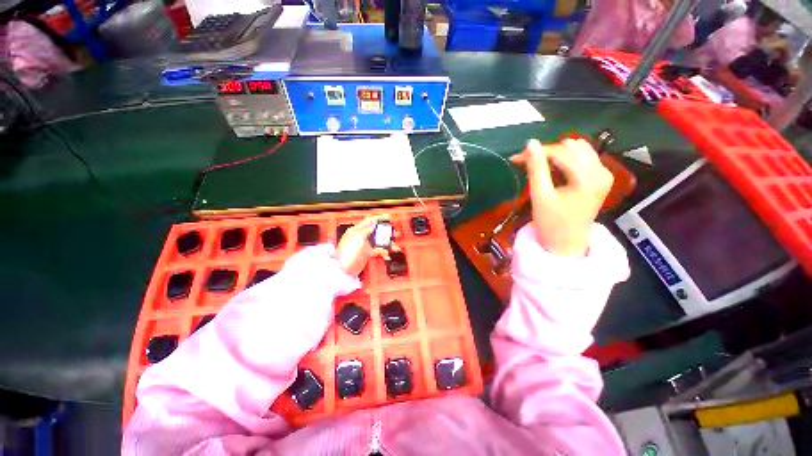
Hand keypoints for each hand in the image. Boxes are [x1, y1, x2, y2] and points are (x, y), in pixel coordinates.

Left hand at [335, 215, 396, 275]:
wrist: (343, 268)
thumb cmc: (347, 252)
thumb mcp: (358, 236)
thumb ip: (367, 228)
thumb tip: (374, 223)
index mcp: (357, 230)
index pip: (370, 220)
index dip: (379, 218)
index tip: (388, 218)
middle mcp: (361, 236)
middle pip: (377, 231)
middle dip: (387, 231)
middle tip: (395, 233)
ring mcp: (365, 245)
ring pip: (379, 241)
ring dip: (388, 243)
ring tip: (396, 246)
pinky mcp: (367, 253)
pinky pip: (378, 250)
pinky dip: (384, 252)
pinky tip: (388, 254)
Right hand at [511, 138, 613, 256]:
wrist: (567, 243)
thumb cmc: (551, 223)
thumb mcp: (540, 195)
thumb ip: (535, 168)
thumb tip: (530, 143)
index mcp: (588, 178)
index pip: (561, 152)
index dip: (537, 153)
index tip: (516, 158)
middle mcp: (602, 171)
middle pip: (572, 147)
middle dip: (547, 152)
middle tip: (527, 163)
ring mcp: (604, 174)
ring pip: (579, 149)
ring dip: (556, 155)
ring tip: (539, 167)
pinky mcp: (601, 178)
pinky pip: (583, 158)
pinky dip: (565, 161)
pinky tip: (553, 171)